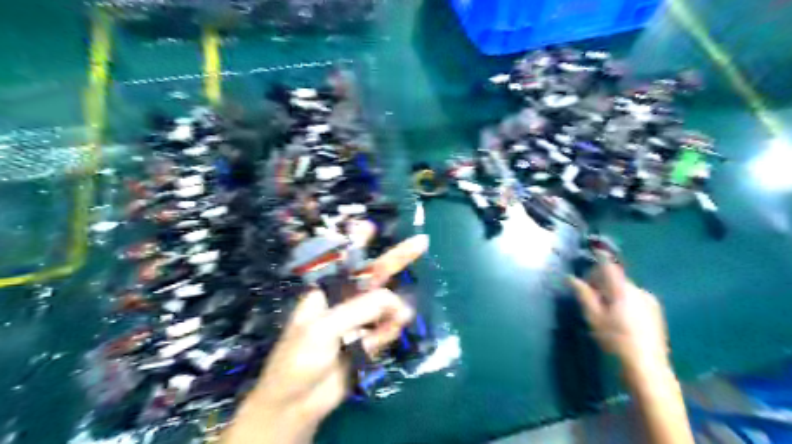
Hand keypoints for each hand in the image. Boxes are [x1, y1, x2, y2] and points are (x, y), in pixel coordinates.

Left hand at [225, 235, 430, 441]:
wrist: (297, 404)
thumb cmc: (299, 359)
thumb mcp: (324, 329)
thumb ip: (360, 310)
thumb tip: (396, 301)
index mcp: (327, 292)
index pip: (344, 260)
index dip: (357, 242)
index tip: (370, 226)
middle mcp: (345, 302)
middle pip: (374, 276)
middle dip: (396, 259)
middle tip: (421, 243)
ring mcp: (359, 321)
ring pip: (386, 304)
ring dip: (394, 309)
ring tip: (398, 318)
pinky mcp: (368, 341)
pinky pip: (387, 328)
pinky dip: (391, 329)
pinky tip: (393, 330)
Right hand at [570, 259, 666, 375]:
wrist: (647, 367)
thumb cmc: (615, 340)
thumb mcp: (593, 317)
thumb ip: (583, 295)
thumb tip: (571, 278)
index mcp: (622, 289)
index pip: (609, 266)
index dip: (598, 260)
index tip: (588, 263)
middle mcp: (639, 290)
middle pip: (616, 278)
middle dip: (601, 282)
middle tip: (589, 296)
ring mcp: (650, 301)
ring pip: (625, 289)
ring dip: (613, 292)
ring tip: (604, 310)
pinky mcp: (656, 312)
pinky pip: (635, 299)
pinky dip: (624, 301)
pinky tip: (620, 318)